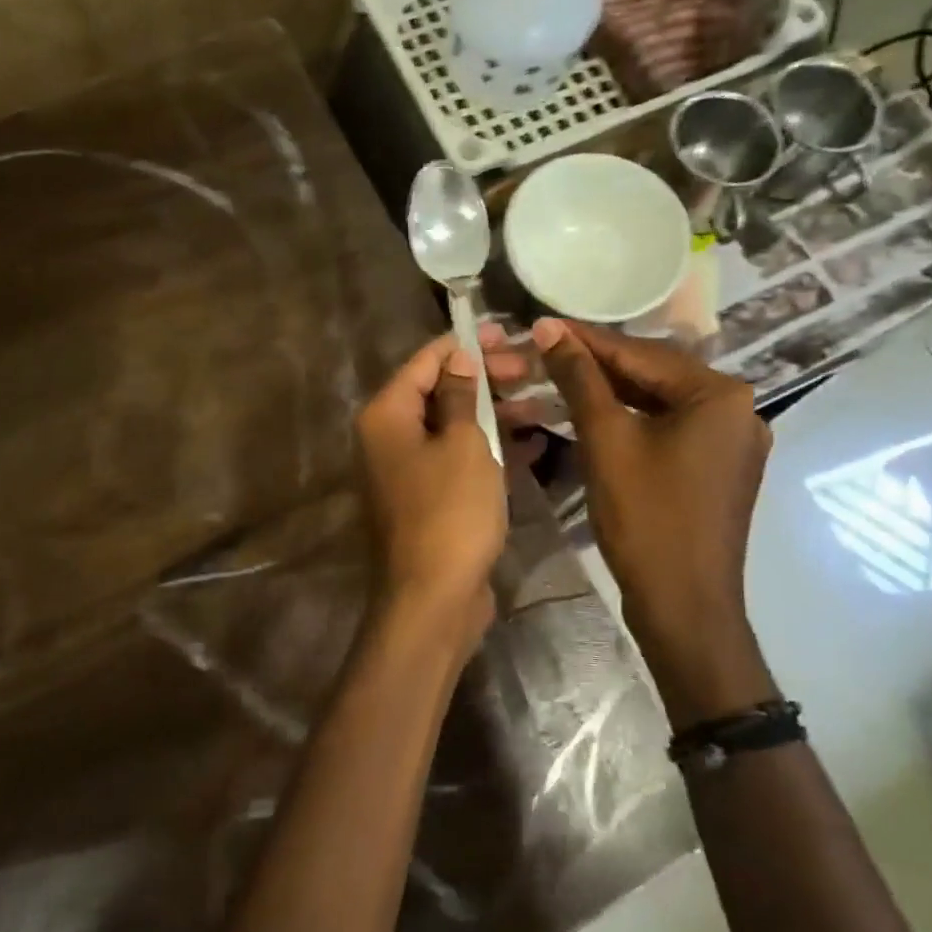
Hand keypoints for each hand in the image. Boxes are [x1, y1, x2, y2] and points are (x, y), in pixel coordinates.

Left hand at [355, 333, 507, 640]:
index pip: (424, 360)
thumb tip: (458, 356)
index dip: (465, 343)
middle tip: (532, 369)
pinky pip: (460, 460)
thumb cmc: (449, 512)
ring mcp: (408, 471)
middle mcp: (389, 438)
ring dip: (496, 413)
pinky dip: (491, 449)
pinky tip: (533, 442)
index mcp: (387, 415)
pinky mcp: (429, 499)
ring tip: (544, 402)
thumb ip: (460, 394)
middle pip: (439, 391)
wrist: (433, 599)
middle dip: (486, 377)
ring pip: (454, 426)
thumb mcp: (464, 444)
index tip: (507, 332)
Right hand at [507, 319, 775, 718]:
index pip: (640, 353)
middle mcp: (736, 409)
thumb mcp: (606, 440)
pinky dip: (628, 422)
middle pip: (651, 375)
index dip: (584, 340)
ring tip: (557, 379)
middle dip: (593, 367)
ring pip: (656, 404)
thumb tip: (549, 328)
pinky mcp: (716, 469)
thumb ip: (579, 379)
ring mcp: (729, 442)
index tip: (539, 325)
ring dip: (606, 394)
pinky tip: (591, 414)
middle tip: (541, 353)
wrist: (683, 605)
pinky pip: (666, 430)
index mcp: (720, 394)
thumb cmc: (646, 518)